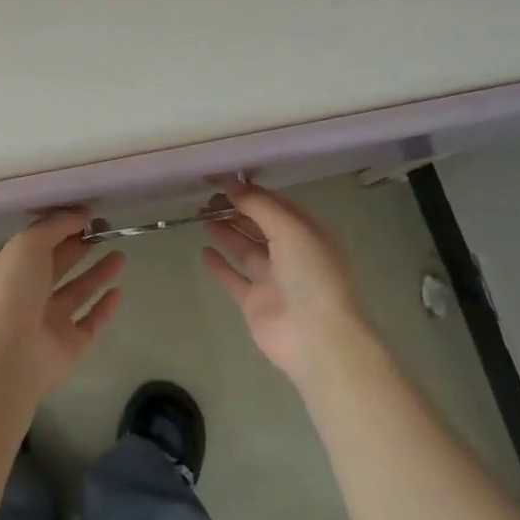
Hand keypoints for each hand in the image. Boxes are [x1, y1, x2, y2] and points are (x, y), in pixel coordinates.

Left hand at [0, 210, 125, 400]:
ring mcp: (48, 321)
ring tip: (120, 255)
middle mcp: (28, 293)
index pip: (38, 242)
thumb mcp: (29, 243)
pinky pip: (90, 323)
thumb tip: (82, 214)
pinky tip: (118, 292)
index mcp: (11, 268)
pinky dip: (104, 308)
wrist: (7, 356)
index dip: (61, 227)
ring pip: (77, 292)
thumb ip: (56, 225)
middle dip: (81, 247)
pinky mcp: (69, 346)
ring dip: (97, 273)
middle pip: (59, 264)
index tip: (88, 214)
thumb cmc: (12, 290)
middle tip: (108, 230)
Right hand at [201, 182, 370, 388]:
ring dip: (227, 232)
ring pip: (246, 249)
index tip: (223, 180)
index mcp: (307, 233)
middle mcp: (292, 254)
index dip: (251, 192)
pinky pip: (234, 278)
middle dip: (236, 210)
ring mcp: (273, 280)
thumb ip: (259, 205)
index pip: (276, 205)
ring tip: (201, 216)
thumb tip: (232, 183)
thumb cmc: (311, 274)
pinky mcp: (256, 303)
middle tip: (207, 198)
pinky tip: (203, 250)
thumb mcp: (290, 228)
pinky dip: (220, 265)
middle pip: (260, 225)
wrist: (318, 339)